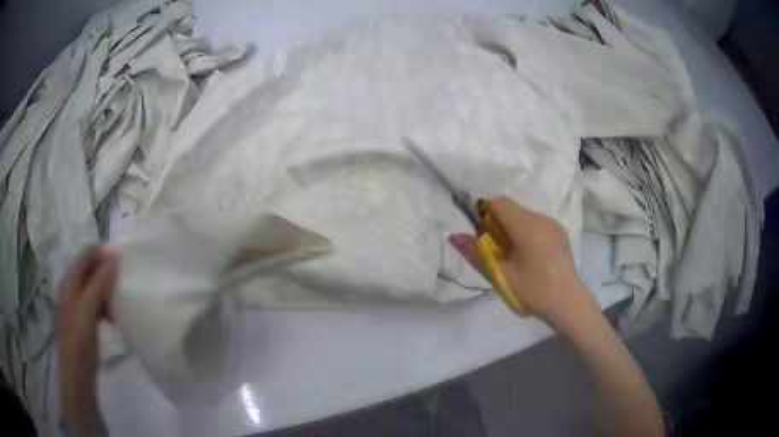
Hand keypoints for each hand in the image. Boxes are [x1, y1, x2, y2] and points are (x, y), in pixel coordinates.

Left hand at [57, 246, 118, 420]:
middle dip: (105, 271)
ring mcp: (75, 307)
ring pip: (91, 288)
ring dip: (105, 289)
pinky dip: (103, 306)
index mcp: (69, 283)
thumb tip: (114, 255)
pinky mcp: (81, 323)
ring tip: (119, 298)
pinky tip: (112, 317)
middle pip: (88, 271)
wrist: (77, 376)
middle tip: (123, 278)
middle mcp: (70, 290)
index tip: (122, 257)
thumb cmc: (80, 341)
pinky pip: (93, 305)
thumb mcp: (88, 309)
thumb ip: (99, 283)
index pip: (85, 256)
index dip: (101, 253)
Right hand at [449, 196, 597, 329]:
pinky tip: (533, 256)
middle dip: (499, 224)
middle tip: (499, 251)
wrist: (567, 302)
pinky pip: (538, 224)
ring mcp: (553, 224)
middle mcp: (541, 218)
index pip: (499, 202)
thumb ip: (476, 253)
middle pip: (512, 209)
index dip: (486, 214)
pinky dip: (528, 232)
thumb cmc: (532, 290)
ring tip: (517, 256)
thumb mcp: (501, 275)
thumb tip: (455, 236)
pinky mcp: (560, 232)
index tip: (485, 237)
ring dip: (514, 228)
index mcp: (526, 227)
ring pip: (525, 216)